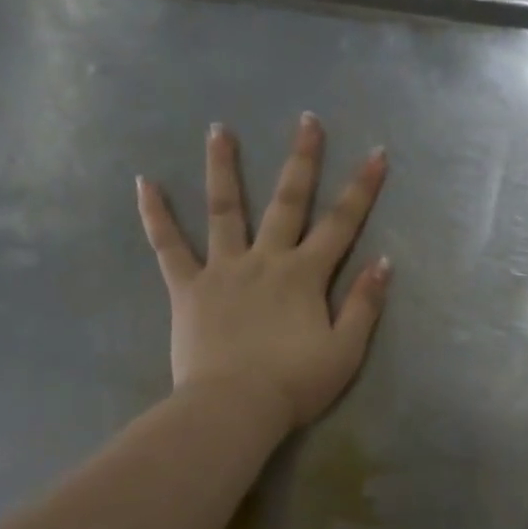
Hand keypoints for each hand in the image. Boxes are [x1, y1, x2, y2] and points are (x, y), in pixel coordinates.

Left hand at [136, 114, 389, 431]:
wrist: (233, 408)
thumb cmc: (294, 384)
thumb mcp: (345, 350)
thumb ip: (364, 304)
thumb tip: (383, 261)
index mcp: (305, 275)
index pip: (342, 223)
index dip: (362, 188)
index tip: (377, 154)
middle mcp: (266, 259)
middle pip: (288, 201)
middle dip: (302, 159)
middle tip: (307, 120)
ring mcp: (223, 269)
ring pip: (224, 209)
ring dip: (223, 167)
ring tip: (219, 128)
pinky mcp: (188, 288)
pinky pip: (168, 246)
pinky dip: (155, 215)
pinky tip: (144, 183)